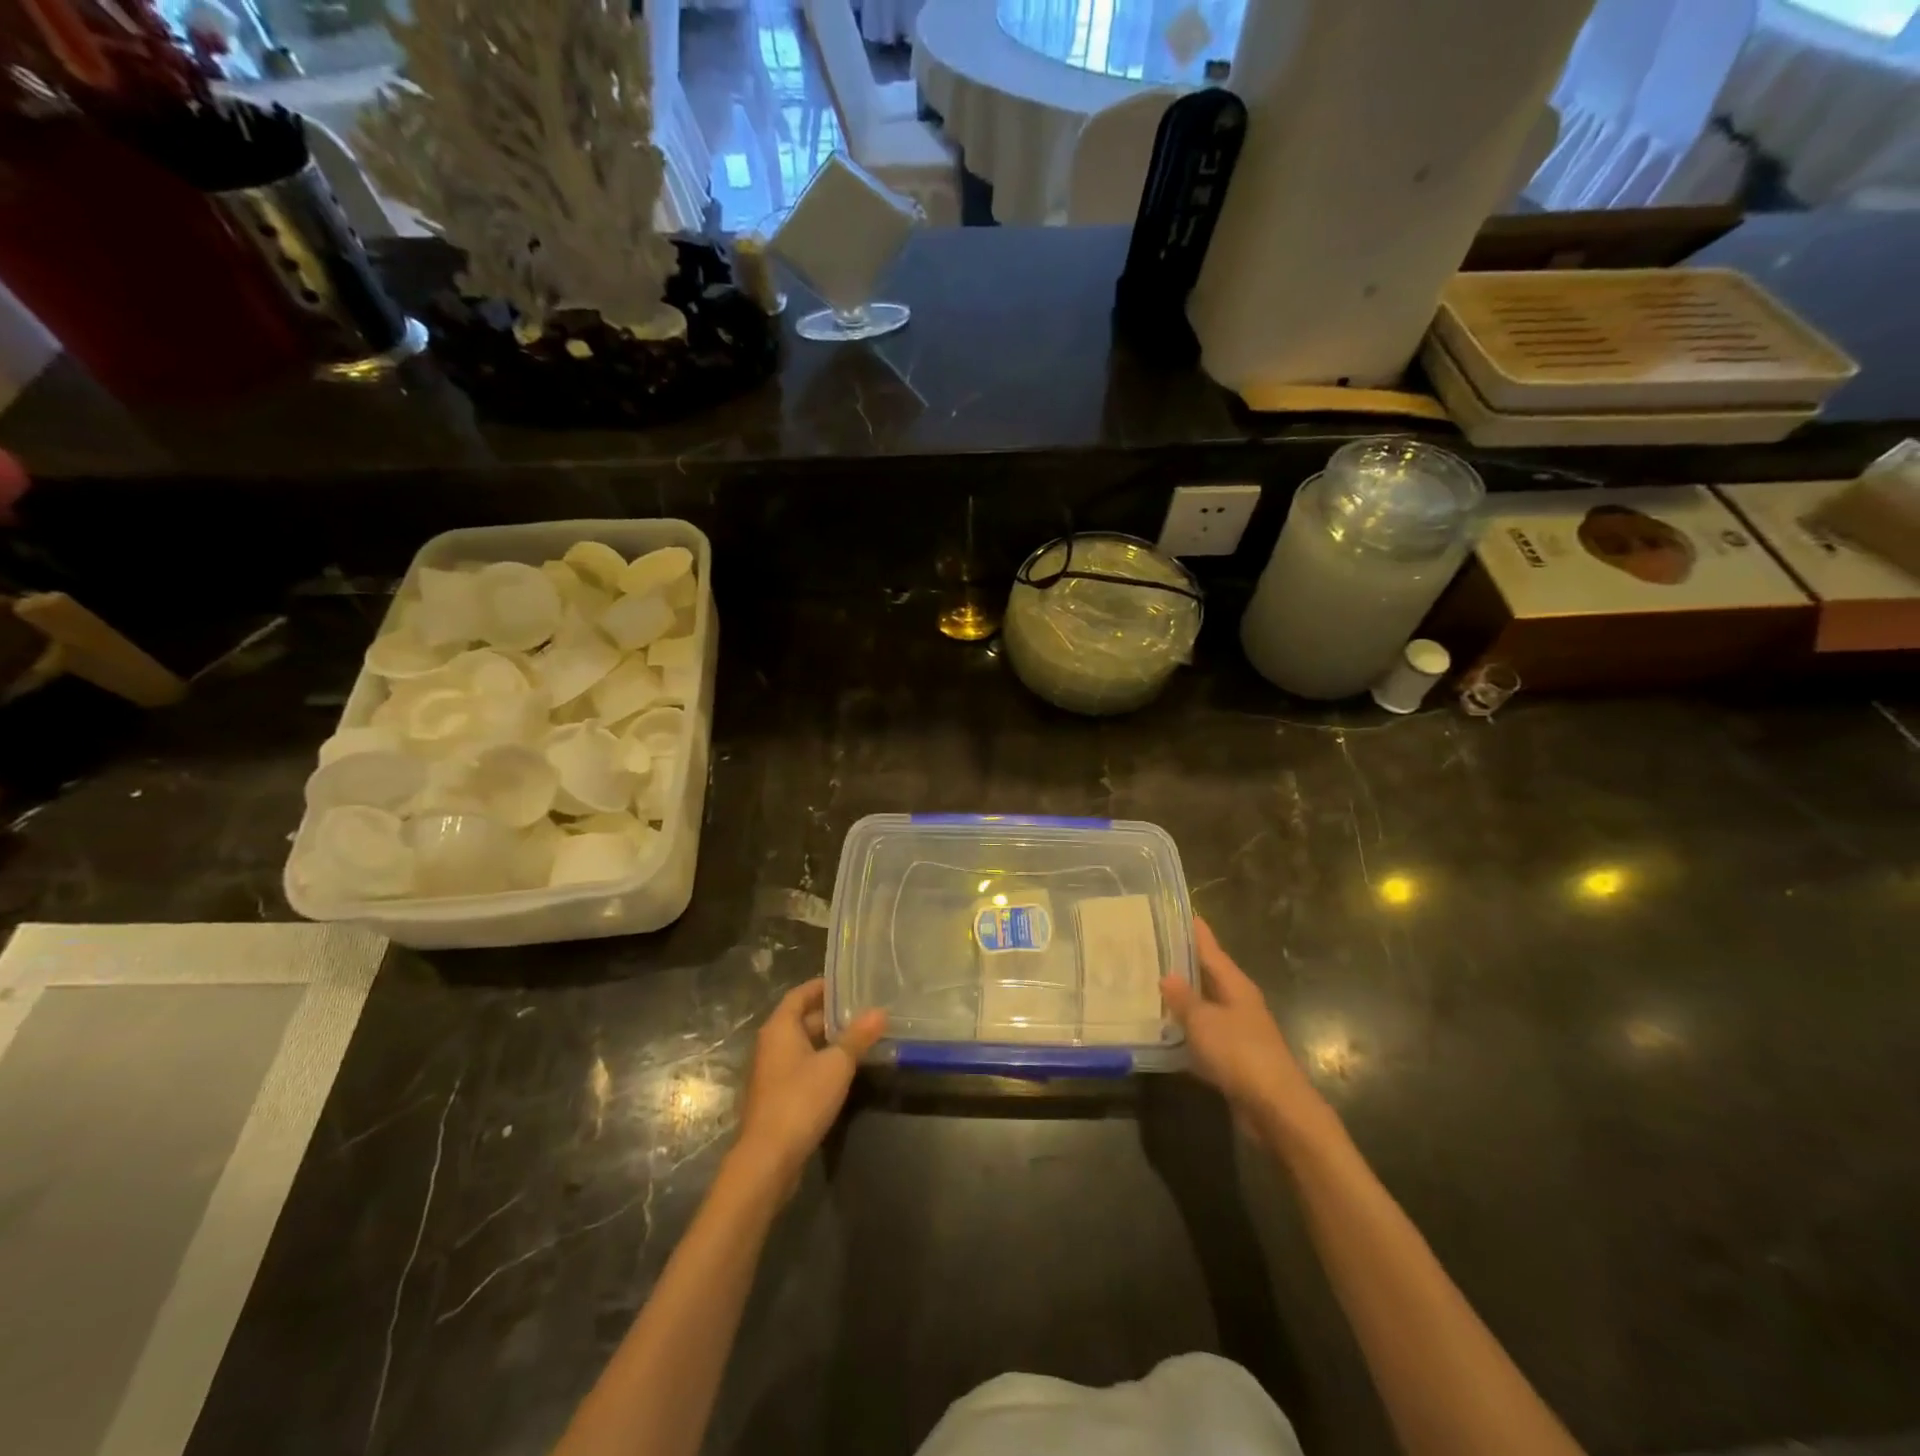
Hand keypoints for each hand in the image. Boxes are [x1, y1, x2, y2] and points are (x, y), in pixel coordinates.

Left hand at [731, 979, 885, 1192]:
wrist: (768, 1158)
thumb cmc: (801, 1100)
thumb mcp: (837, 1065)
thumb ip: (858, 1037)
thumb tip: (880, 1011)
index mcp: (780, 1028)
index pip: (800, 994)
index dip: (822, 986)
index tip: (847, 983)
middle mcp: (771, 1044)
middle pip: (801, 1019)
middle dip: (830, 1014)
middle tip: (862, 1010)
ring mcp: (772, 1072)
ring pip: (802, 1045)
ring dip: (827, 1040)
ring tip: (860, 1037)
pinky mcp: (777, 1096)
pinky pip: (801, 1067)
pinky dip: (821, 1062)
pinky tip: (844, 1071)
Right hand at [1161, 918, 1333, 1148]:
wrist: (1276, 1108)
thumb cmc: (1240, 1054)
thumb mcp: (1204, 1021)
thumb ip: (1183, 999)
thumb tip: (1166, 975)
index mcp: (1236, 985)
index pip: (1211, 949)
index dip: (1194, 932)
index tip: (1176, 912)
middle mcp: (1239, 1002)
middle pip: (1208, 976)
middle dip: (1182, 963)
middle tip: (1150, 948)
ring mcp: (1238, 1031)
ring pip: (1205, 1006)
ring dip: (1183, 999)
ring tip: (1149, 987)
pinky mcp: (1234, 1058)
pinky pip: (1205, 1035)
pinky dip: (1187, 1031)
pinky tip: (1165, 1032)